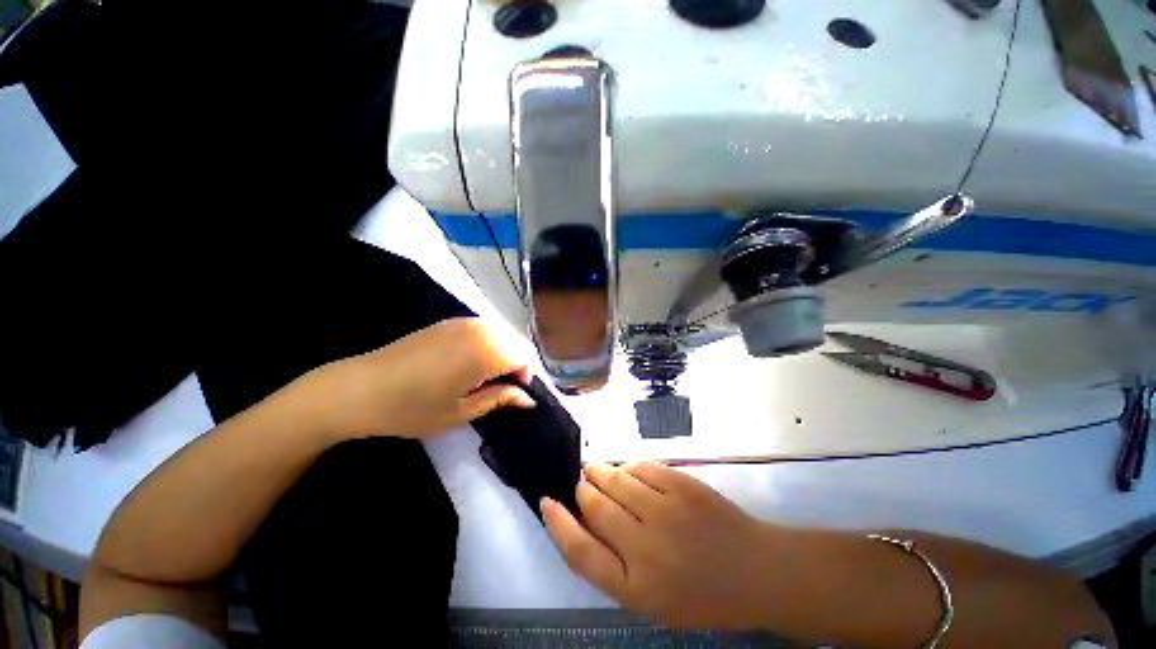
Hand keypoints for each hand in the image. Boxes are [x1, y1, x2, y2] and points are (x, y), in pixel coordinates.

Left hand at [308, 318, 534, 440]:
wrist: (359, 389)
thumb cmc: (412, 408)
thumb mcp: (461, 411)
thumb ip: (500, 399)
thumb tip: (528, 399)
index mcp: (486, 351)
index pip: (524, 357)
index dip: (525, 377)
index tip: (512, 394)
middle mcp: (480, 329)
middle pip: (515, 342)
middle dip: (516, 364)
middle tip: (500, 388)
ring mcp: (463, 322)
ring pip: (501, 333)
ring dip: (503, 352)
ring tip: (485, 376)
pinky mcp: (449, 322)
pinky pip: (483, 329)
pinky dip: (488, 344)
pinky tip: (469, 362)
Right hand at [542, 463, 787, 629]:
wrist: (757, 571)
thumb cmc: (704, 595)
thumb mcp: (653, 600)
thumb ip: (615, 565)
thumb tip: (585, 522)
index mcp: (636, 587)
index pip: (580, 552)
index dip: (557, 523)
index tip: (546, 502)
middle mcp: (646, 547)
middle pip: (594, 506)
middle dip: (582, 489)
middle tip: (581, 483)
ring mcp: (666, 510)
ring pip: (615, 479)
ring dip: (599, 472)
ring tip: (596, 470)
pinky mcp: (682, 484)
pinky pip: (641, 467)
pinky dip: (628, 468)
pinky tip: (629, 472)